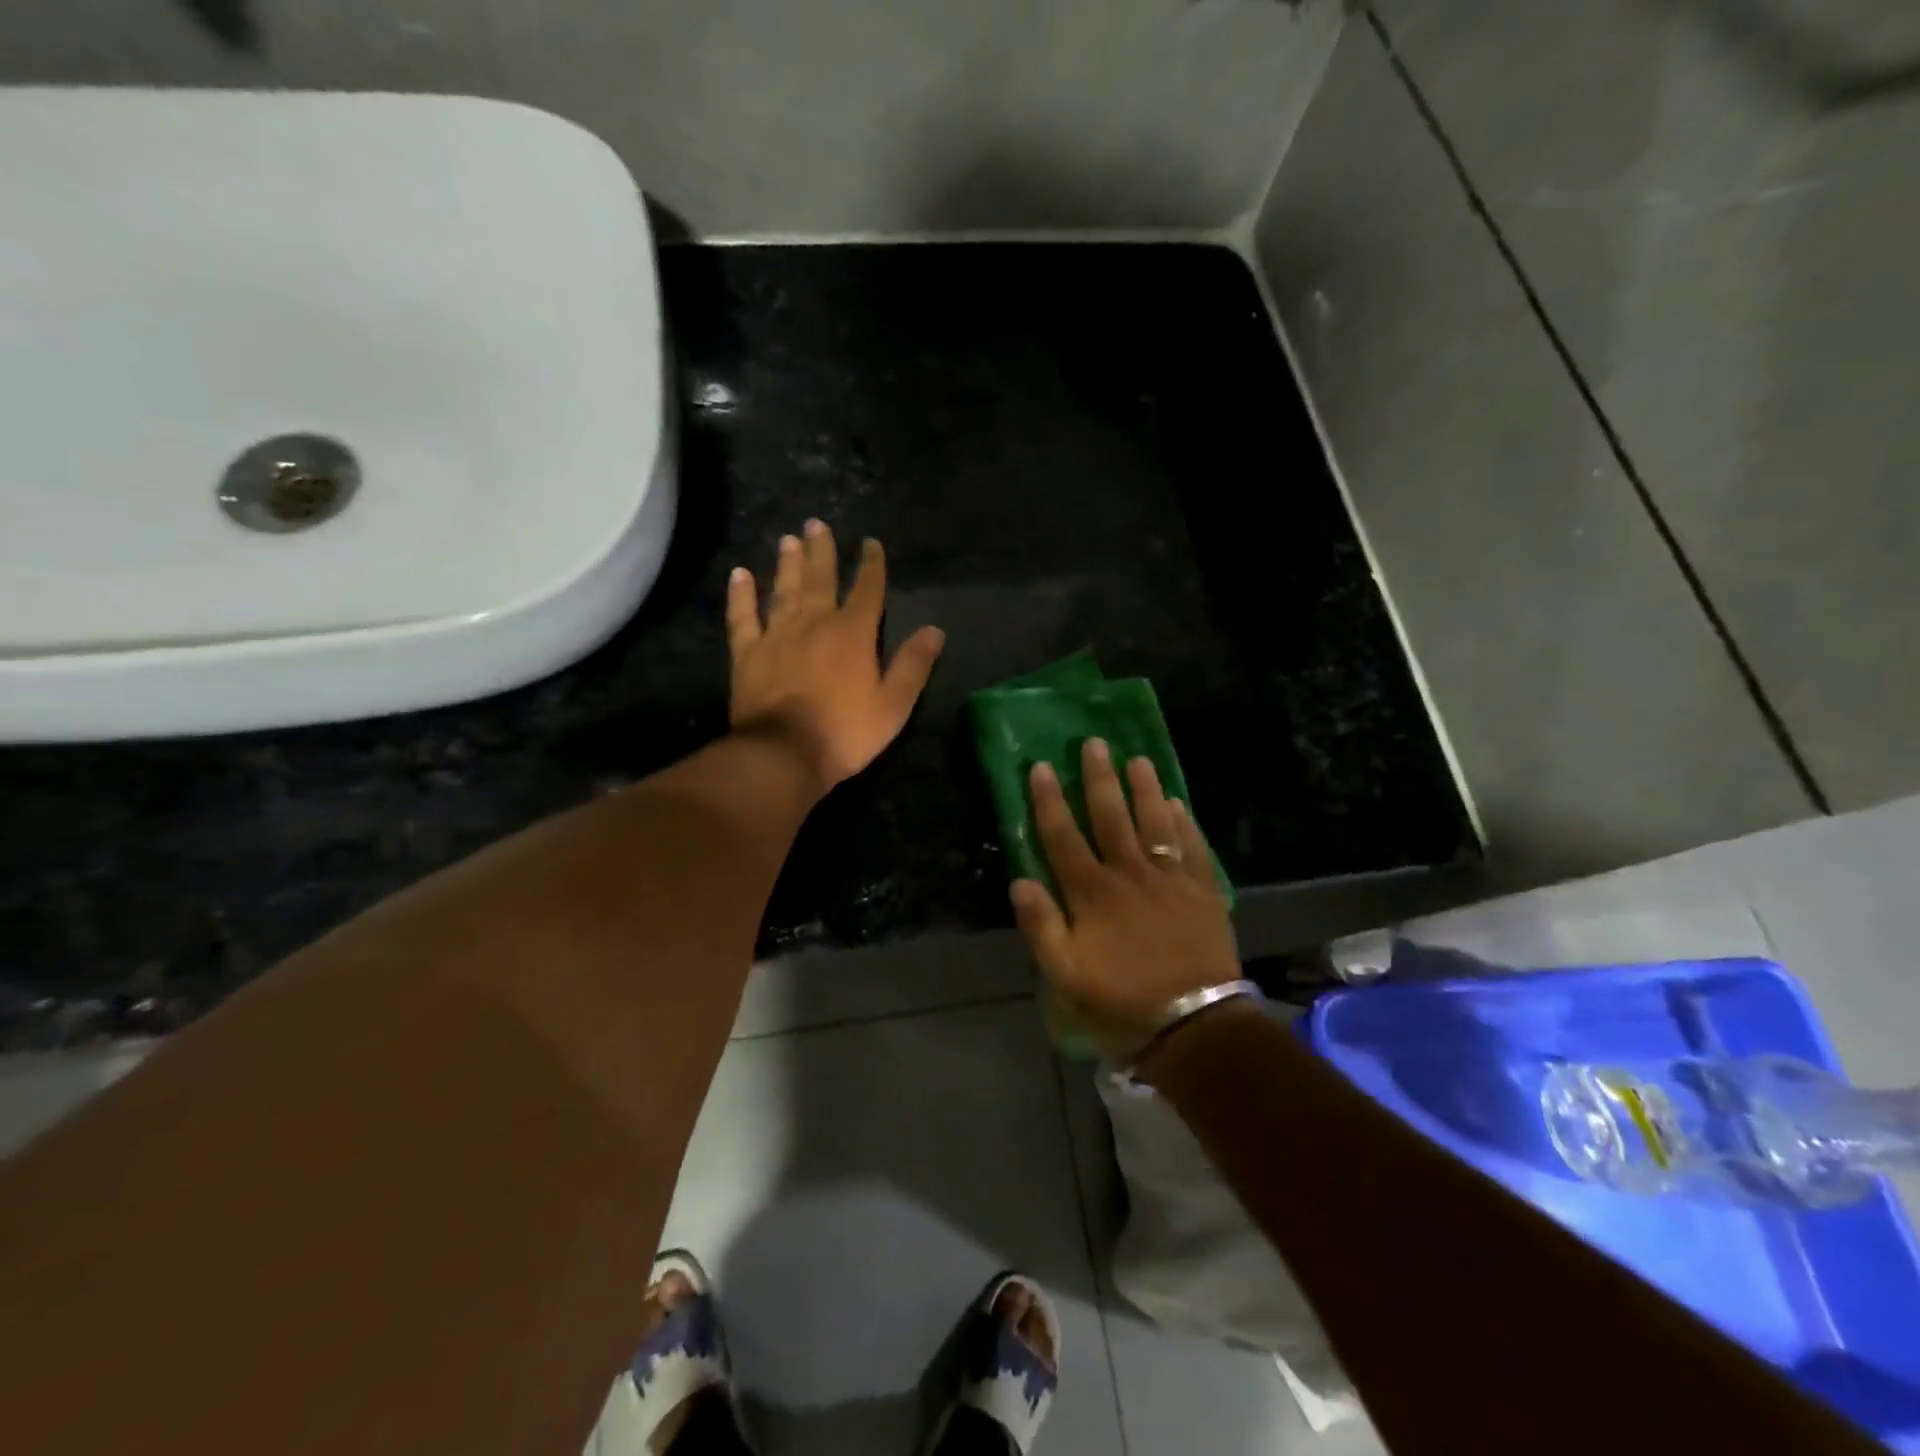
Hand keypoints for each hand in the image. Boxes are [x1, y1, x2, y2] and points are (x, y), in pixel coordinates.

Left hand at [727, 520, 945, 791]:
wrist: (784, 754)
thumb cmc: (845, 732)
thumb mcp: (893, 704)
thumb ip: (913, 665)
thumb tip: (935, 630)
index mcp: (853, 633)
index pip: (867, 590)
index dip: (871, 565)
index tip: (871, 543)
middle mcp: (814, 623)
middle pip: (820, 579)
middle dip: (821, 551)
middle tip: (816, 524)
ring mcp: (777, 635)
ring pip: (783, 590)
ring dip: (787, 564)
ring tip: (788, 539)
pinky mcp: (747, 653)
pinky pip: (743, 617)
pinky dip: (741, 595)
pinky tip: (740, 574)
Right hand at [1010, 739, 1240, 1063]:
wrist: (1195, 1027)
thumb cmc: (1122, 1002)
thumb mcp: (1066, 976)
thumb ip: (1041, 927)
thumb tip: (1020, 881)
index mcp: (1093, 894)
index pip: (1063, 837)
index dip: (1049, 800)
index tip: (1040, 766)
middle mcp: (1130, 875)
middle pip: (1111, 817)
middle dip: (1099, 778)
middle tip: (1095, 743)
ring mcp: (1171, 880)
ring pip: (1154, 823)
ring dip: (1144, 789)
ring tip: (1138, 759)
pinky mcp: (1203, 892)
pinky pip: (1193, 848)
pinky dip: (1184, 823)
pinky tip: (1177, 803)